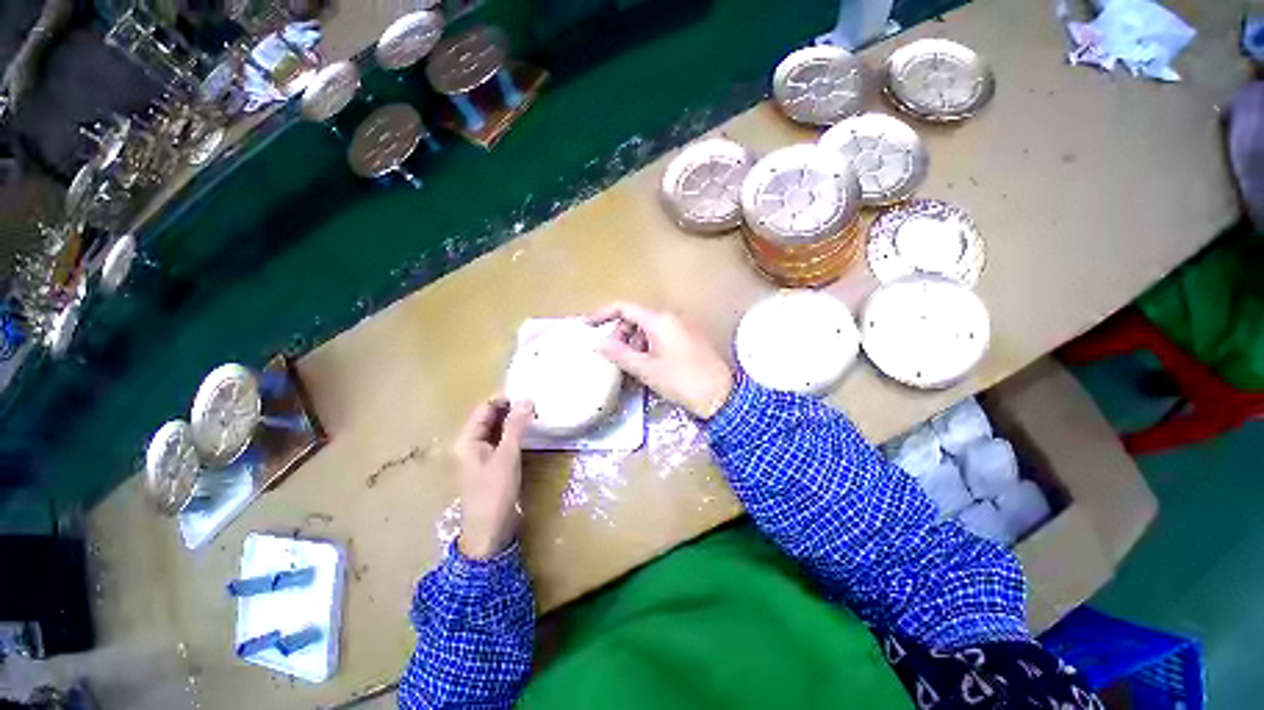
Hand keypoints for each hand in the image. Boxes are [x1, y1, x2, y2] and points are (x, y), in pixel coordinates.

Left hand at [453, 397, 534, 559]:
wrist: (490, 531)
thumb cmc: (494, 492)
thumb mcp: (507, 456)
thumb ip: (516, 426)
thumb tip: (526, 399)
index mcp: (466, 439)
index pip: (484, 408)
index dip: (504, 399)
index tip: (528, 393)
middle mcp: (470, 444)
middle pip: (489, 418)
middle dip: (510, 409)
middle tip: (535, 403)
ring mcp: (480, 455)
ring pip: (496, 429)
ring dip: (513, 421)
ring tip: (535, 414)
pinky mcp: (490, 464)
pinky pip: (501, 441)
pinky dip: (513, 434)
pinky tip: (529, 432)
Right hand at [591, 302, 733, 418]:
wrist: (720, 396)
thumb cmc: (681, 381)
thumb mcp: (646, 369)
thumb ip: (620, 354)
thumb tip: (598, 343)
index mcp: (659, 320)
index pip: (624, 307)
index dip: (604, 314)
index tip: (589, 325)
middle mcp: (671, 318)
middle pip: (636, 317)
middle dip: (620, 333)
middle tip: (612, 355)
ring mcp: (682, 327)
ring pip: (648, 328)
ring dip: (633, 342)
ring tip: (629, 365)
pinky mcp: (688, 339)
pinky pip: (661, 336)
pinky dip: (647, 346)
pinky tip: (647, 365)